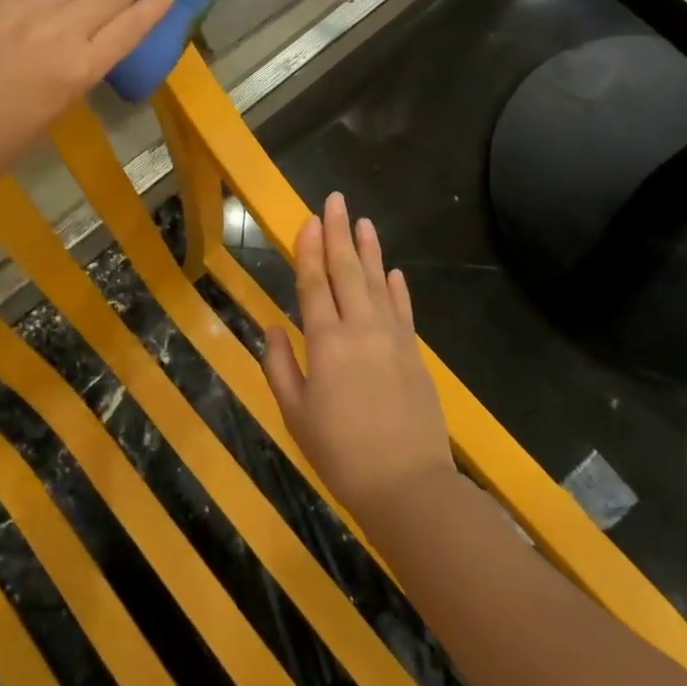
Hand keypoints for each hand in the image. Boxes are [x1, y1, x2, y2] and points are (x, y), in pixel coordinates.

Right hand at [263, 193, 455, 528]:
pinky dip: (397, 287)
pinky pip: (403, 310)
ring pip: (378, 282)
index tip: (308, 219)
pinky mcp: (414, 353)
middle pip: (347, 271)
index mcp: (326, 342)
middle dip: (338, 233)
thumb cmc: (341, 453)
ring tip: (363, 221)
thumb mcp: (296, 414)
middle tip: (336, 200)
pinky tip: (393, 271)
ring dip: (369, 250)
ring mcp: (392, 338)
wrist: (408, 485)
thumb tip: (272, 327)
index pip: (315, 284)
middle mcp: (360, 329)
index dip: (309, 250)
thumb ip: (280, 366)